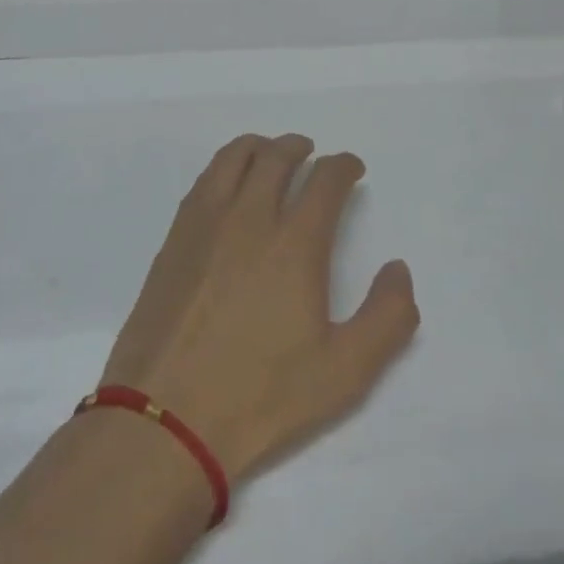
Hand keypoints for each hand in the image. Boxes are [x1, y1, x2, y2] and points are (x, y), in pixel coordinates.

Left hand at [101, 135, 418, 485]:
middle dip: (300, 148)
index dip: (344, 166)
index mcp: (295, 244)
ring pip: (234, 157)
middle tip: (312, 154)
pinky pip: (204, 179)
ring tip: (271, 154)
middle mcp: (249, 218)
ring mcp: (205, 223)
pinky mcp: (174, 237)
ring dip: (260, 146)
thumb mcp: (345, 371)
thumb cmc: (261, 395)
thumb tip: (398, 269)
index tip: (352, 169)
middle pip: (277, 157)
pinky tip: (229, 185)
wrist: (166, 416)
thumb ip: (387, 317)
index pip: (325, 181)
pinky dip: (225, 166)